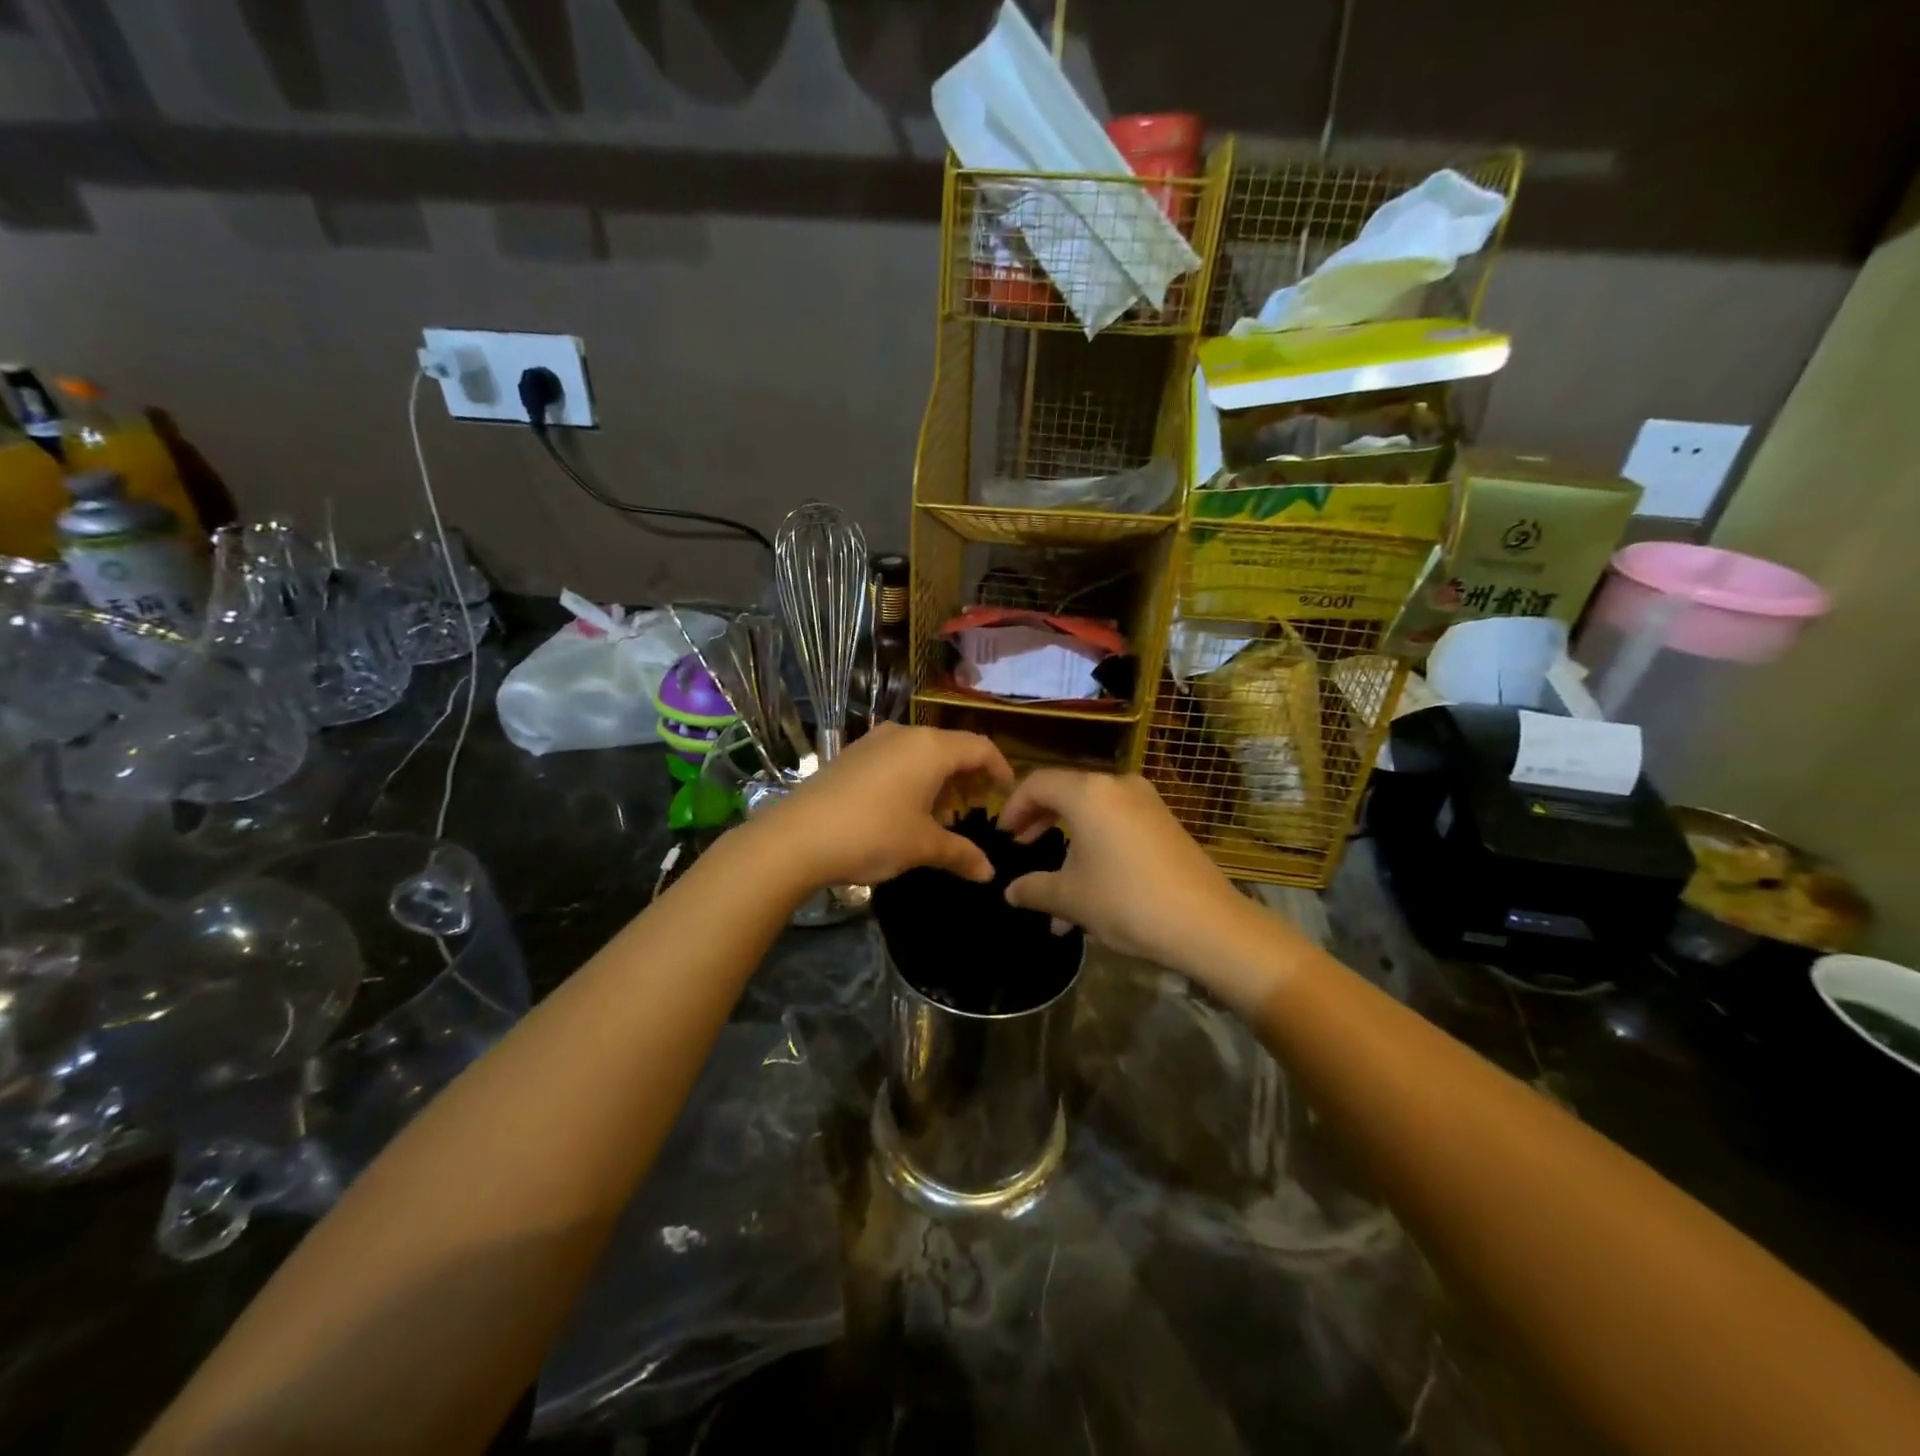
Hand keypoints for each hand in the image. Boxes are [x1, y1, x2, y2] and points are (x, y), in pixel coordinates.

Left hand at [752, 723, 1014, 890]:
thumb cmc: (872, 835)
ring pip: (920, 754)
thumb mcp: (923, 847)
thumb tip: (988, 873)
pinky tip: (903, 811)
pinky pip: (895, 760)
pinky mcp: (851, 755)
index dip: (999, 768)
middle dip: (966, 778)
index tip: (1006, 792)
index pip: (980, 747)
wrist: (796, 837)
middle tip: (972, 810)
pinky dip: (911, 779)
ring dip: (937, 781)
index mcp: (930, 748)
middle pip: (950, 748)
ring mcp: (873, 742)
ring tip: (938, 817)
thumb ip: (961, 854)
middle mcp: (904, 735)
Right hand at [999, 771, 1264, 982]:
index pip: (1037, 784)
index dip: (1013, 807)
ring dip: (1070, 848)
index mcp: (1088, 793)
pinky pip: (1117, 827)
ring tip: (1055, 896)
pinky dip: (1096, 850)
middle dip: (1040, 823)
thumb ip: (1033, 889)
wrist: (1208, 924)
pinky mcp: (1165, 823)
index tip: (1003, 836)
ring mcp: (1146, 803)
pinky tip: (1090, 895)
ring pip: (1093, 815)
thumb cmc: (1126, 902)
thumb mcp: (1071, 898)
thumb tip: (1010, 891)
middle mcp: (1117, 786)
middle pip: (1066, 794)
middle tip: (1022, 848)